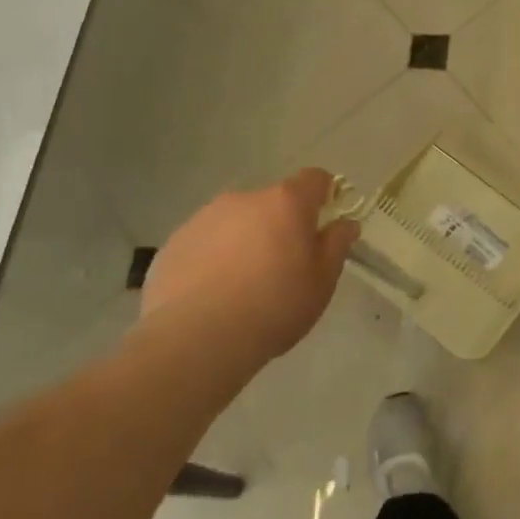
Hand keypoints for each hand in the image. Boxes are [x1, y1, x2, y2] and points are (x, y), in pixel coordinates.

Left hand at [137, 168, 359, 365]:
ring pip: (235, 222)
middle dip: (280, 225)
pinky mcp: (174, 244)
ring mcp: (204, 218)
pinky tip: (211, 296)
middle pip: (271, 203)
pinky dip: (212, 260)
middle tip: (282, 266)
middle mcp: (244, 199)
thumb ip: (336, 245)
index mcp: (285, 202)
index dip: (324, 196)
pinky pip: (204, 244)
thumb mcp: (322, 281)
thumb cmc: (274, 306)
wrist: (197, 339)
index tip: (324, 223)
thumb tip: (345, 223)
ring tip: (241, 286)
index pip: (314, 179)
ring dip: (244, 241)